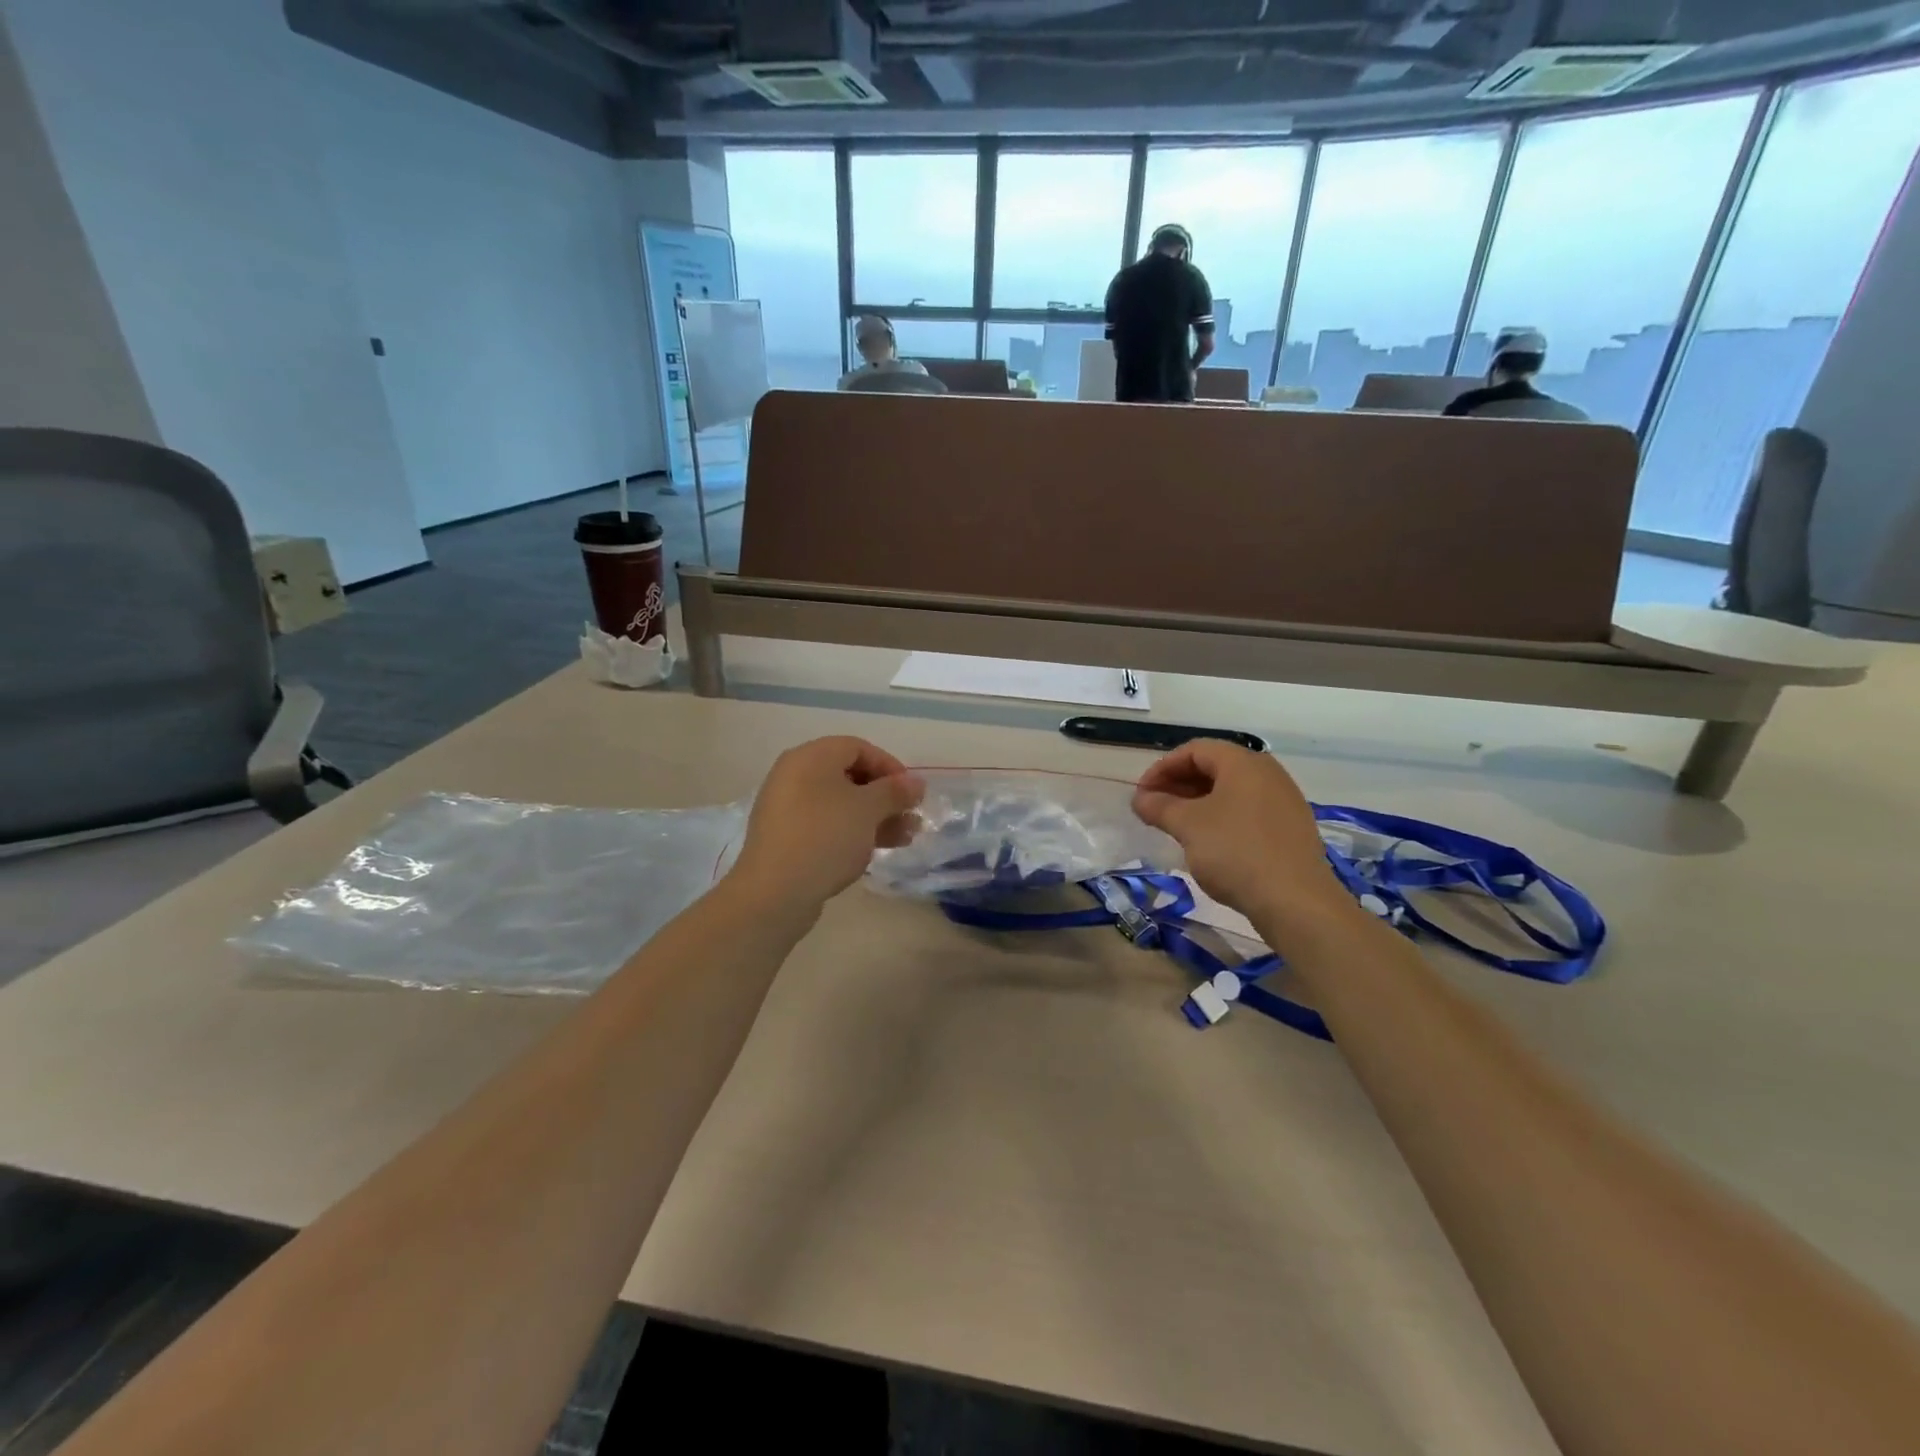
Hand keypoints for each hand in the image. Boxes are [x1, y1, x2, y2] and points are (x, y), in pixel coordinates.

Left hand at [725, 737, 922, 918]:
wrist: (774, 892)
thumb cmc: (825, 837)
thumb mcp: (868, 810)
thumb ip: (895, 792)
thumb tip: (916, 783)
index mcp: (810, 757)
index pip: (858, 747)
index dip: (889, 766)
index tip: (911, 792)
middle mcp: (794, 776)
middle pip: (849, 776)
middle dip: (885, 797)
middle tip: (911, 817)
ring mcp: (787, 808)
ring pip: (840, 805)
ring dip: (875, 818)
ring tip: (905, 838)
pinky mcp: (786, 838)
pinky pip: (825, 825)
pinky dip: (851, 832)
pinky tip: (874, 851)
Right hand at [1132, 741, 1349, 930]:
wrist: (1295, 902)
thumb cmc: (1235, 852)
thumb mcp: (1188, 826)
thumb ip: (1159, 806)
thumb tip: (1140, 798)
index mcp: (1244, 763)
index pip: (1195, 750)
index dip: (1162, 768)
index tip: (1142, 793)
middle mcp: (1268, 774)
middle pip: (1214, 767)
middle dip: (1179, 785)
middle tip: (1153, 808)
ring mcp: (1283, 802)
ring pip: (1231, 791)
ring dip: (1198, 803)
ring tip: (1175, 826)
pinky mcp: (1290, 829)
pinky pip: (1247, 811)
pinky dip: (1221, 818)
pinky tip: (1207, 843)